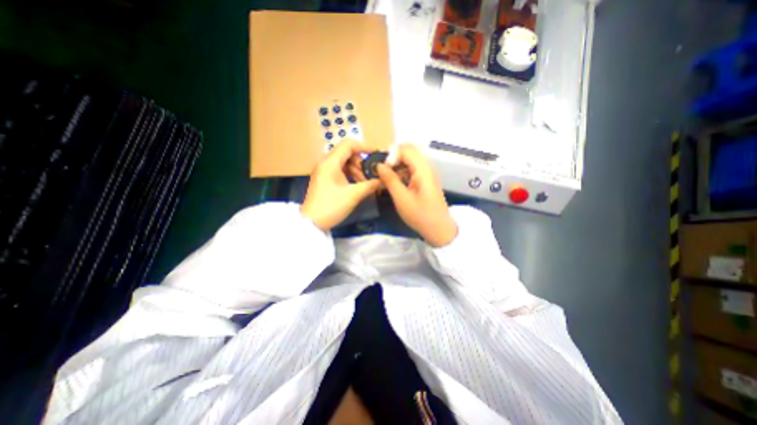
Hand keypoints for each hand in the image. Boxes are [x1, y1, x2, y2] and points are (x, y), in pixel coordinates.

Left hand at [301, 141, 381, 230]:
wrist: (311, 223)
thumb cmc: (331, 206)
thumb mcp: (353, 195)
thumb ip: (371, 185)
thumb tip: (386, 179)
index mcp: (330, 162)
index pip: (349, 144)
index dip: (365, 147)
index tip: (377, 155)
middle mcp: (326, 162)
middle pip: (347, 154)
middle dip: (361, 163)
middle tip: (369, 176)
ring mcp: (324, 171)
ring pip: (344, 163)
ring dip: (356, 171)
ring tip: (364, 184)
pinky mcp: (324, 179)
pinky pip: (340, 171)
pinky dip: (350, 175)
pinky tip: (357, 186)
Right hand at [377, 145, 457, 247]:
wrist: (439, 229)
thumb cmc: (420, 214)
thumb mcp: (401, 198)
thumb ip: (390, 179)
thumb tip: (379, 165)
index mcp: (422, 169)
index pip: (406, 150)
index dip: (392, 155)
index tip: (382, 168)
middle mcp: (427, 167)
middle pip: (410, 151)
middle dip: (395, 156)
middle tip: (383, 168)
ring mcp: (428, 173)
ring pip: (411, 159)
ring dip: (398, 163)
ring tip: (387, 175)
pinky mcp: (426, 180)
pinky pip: (413, 168)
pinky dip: (403, 170)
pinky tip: (396, 181)